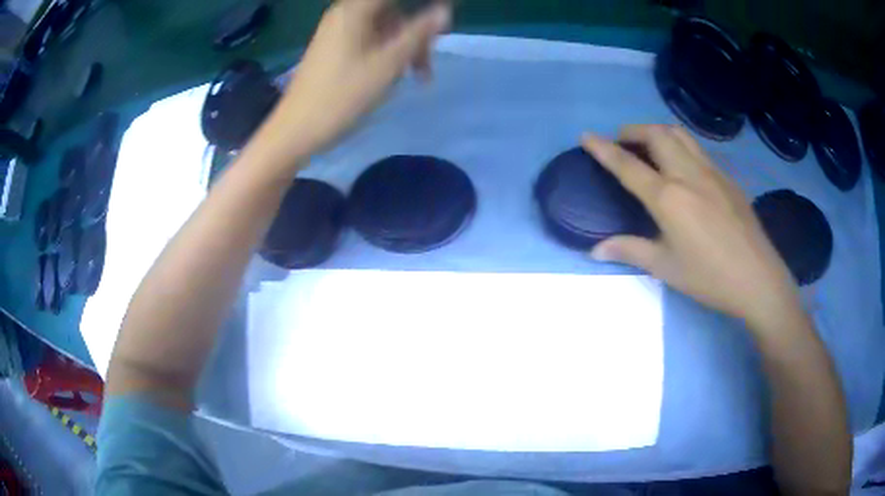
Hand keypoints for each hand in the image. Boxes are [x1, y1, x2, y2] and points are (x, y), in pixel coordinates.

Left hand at [266, 0, 450, 156]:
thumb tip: (444, 11)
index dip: (424, 5)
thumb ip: (419, 33)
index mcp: (355, 10)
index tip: (443, 15)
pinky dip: (387, 51)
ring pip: (383, 26)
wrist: (296, 130)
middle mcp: (345, 13)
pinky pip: (370, 38)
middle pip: (393, 10)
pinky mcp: (334, 47)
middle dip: (417, 30)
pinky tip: (393, 74)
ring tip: (417, 77)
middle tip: (429, 60)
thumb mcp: (388, 64)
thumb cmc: (342, 96)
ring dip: (405, 45)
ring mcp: (338, 31)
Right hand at [585, 125, 801, 327]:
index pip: (628, 165)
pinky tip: (682, 165)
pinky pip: (698, 148)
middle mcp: (687, 174)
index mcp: (668, 197)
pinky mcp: (727, 177)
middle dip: (633, 130)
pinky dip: (680, 144)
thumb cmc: (709, 277)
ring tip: (649, 145)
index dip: (603, 149)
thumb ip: (630, 251)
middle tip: (622, 141)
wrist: (757, 278)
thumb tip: (595, 250)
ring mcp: (711, 171)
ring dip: (657, 131)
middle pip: (656, 134)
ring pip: (679, 134)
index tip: (586, 136)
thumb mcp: (666, 268)